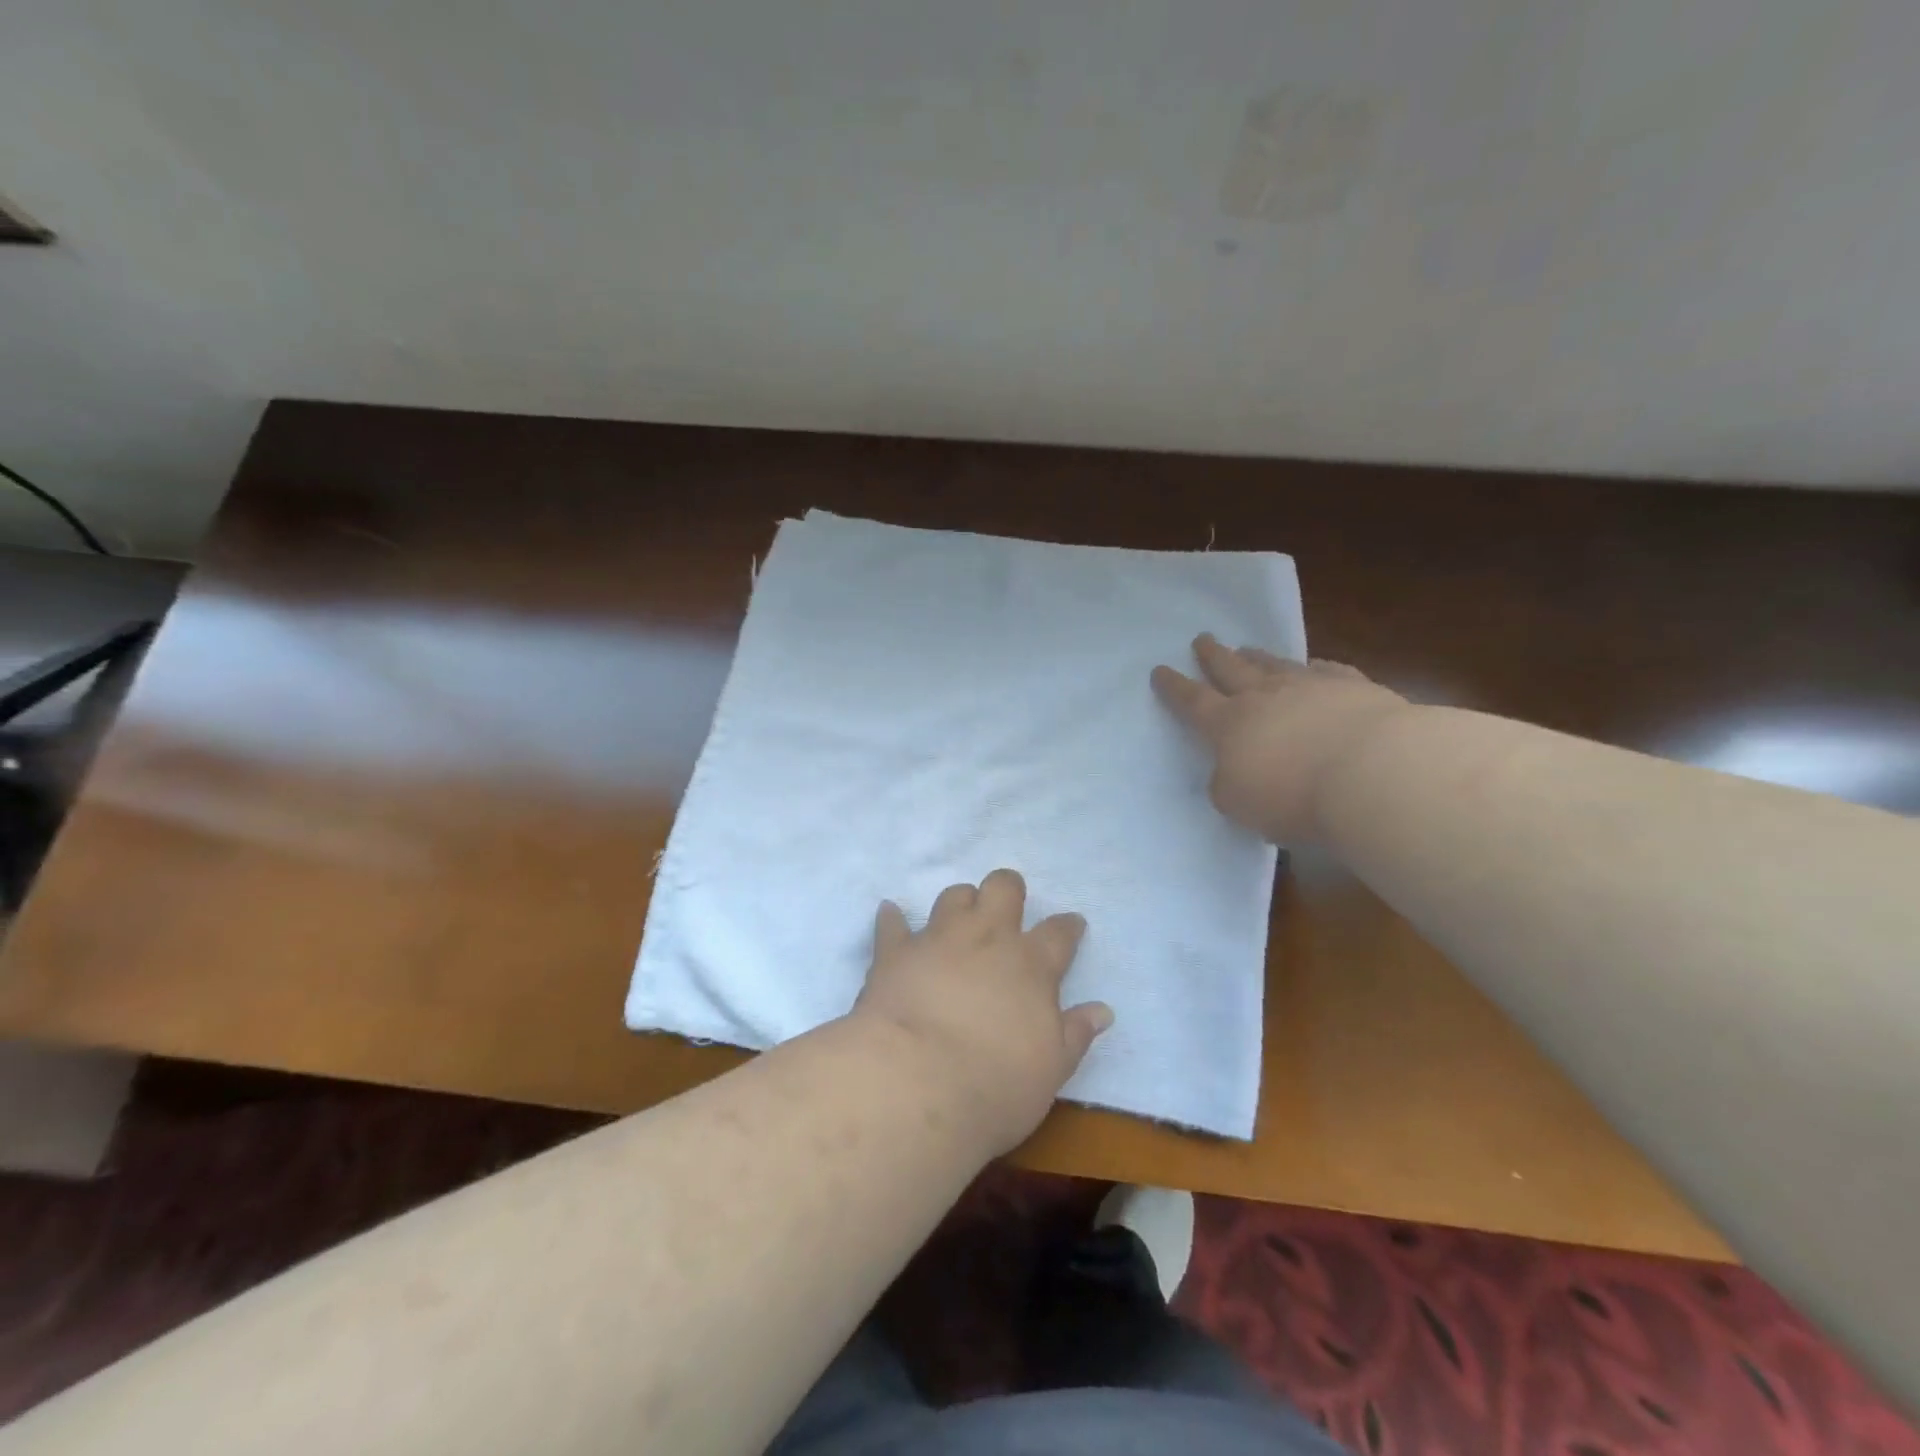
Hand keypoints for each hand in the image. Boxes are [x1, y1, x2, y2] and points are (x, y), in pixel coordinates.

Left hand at [852, 870, 1110, 1155]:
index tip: (1072, 924)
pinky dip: (892, 919)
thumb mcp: (1051, 1069)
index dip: (1068, 926)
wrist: (916, 1083)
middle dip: (1009, 889)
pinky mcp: (895, 952)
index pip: (1059, 933)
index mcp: (1030, 965)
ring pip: (953, 897)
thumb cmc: (995, 1085)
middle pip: (1002, 889)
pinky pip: (892, 923)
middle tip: (1009, 905)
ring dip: (960, 902)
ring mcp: (938, 939)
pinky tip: (890, 914)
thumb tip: (1103, 1010)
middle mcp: (987, 938)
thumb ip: (1076, 1034)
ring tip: (960, 917)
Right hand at [1152, 634, 1411, 843]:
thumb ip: (1227, 785)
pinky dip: (1315, 667)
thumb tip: (1230, 772)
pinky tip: (1315, 666)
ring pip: (1275, 665)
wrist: (1371, 772)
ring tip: (1247, 648)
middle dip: (1213, 655)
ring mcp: (1310, 687)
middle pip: (1231, 669)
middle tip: (1203, 638)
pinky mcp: (1354, 688)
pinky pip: (1327, 670)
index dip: (1174, 687)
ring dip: (1257, 656)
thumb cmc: (1293, 796)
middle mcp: (1264, 696)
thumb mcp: (1239, 803)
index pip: (1192, 702)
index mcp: (1228, 724)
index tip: (1160, 670)